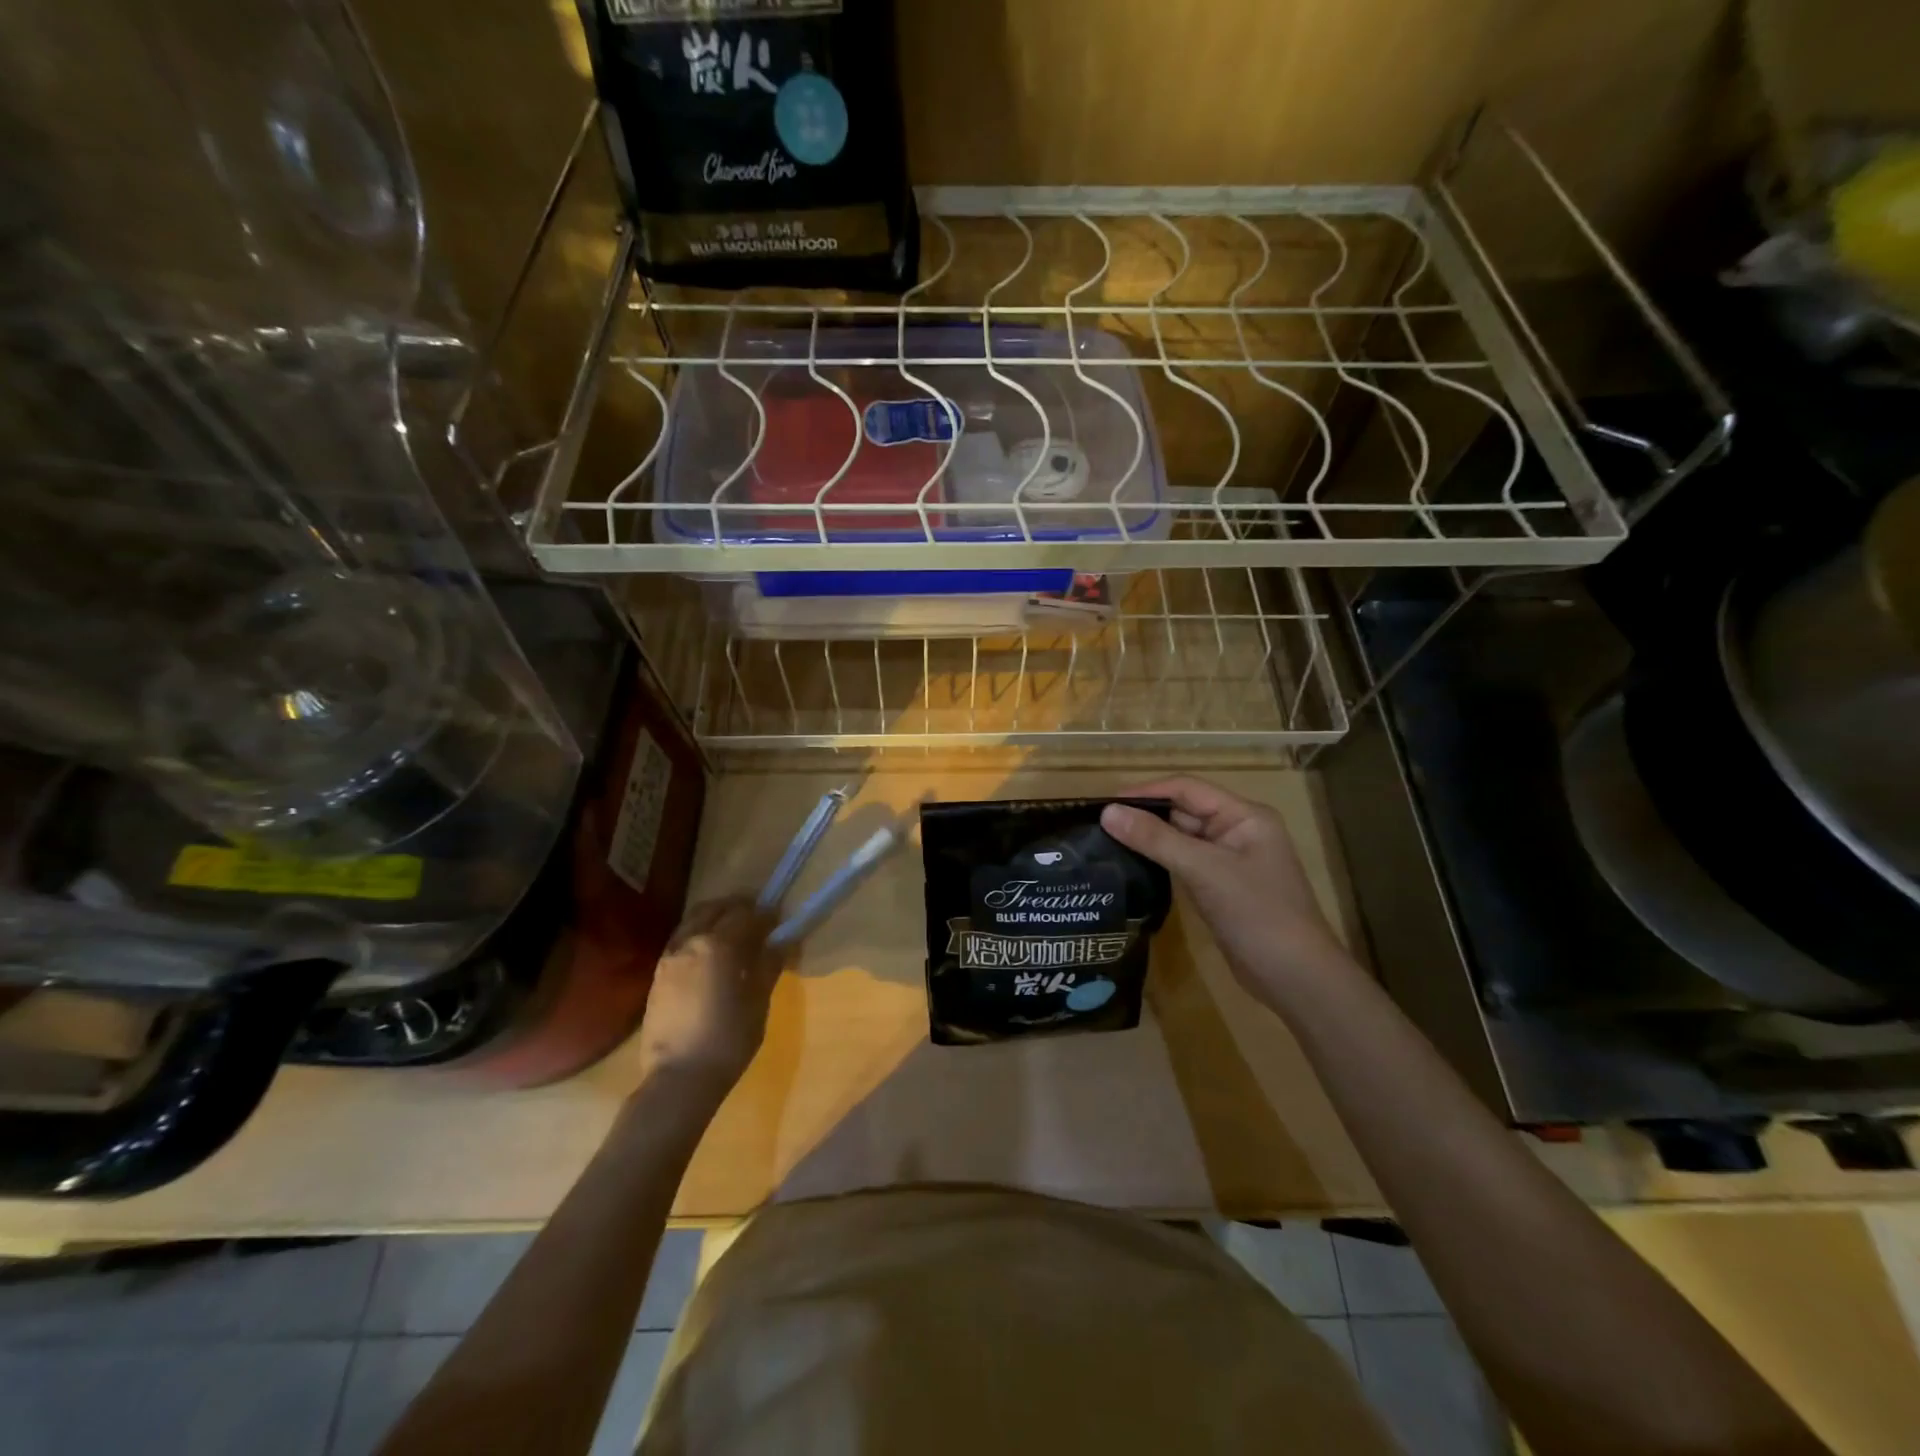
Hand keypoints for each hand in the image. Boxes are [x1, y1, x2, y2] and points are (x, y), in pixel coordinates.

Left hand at [634, 897, 785, 1099]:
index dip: (766, 915)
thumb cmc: (729, 1038)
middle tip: (756, 922)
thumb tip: (782, 942)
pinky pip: (681, 939)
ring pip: (695, 920)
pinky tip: (709, 955)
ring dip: (715, 918)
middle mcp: (692, 940)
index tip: (778, 921)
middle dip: (738, 909)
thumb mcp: (759, 1001)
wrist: (679, 1077)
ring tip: (732, 935)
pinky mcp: (658, 973)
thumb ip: (769, 964)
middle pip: (717, 908)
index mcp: (721, 944)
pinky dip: (698, 934)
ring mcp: (670, 955)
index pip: (747, 914)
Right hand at [1100, 777, 1355, 1009]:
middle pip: (1183, 812)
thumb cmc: (1256, 913)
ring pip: (1181, 839)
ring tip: (1105, 843)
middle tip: (1097, 825)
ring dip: (1148, 839)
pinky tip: (1131, 867)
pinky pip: (1184, 864)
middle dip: (1144, 816)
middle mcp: (1237, 832)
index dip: (1146, 792)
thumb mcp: (1204, 870)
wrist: (1296, 978)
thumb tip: (1108, 813)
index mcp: (1244, 816)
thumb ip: (1155, 839)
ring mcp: (1229, 862)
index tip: (1105, 803)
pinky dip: (1159, 862)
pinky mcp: (1220, 888)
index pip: (1187, 789)